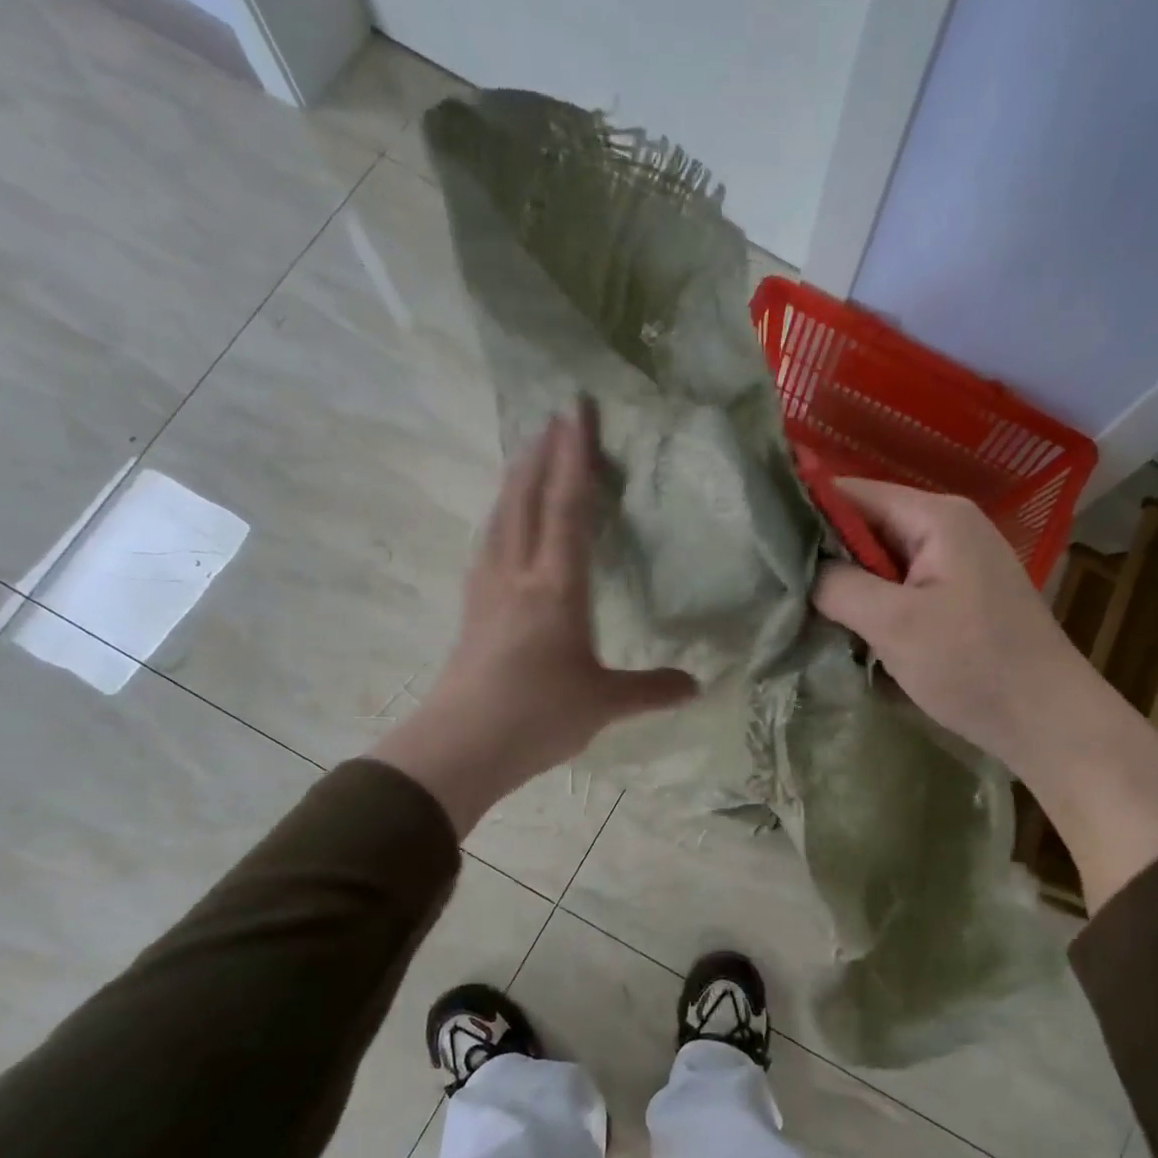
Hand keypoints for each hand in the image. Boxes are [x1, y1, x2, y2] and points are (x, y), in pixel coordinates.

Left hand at [369, 401, 696, 836]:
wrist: (460, 745)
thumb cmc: (537, 716)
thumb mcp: (604, 703)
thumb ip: (652, 690)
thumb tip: (697, 686)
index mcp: (556, 587)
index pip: (567, 508)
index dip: (575, 458)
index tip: (577, 412)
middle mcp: (518, 574)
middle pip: (526, 498)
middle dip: (542, 453)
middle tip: (555, 416)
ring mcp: (488, 588)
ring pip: (501, 516)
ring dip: (516, 479)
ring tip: (527, 454)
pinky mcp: (472, 607)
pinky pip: (489, 542)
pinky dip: (502, 515)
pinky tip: (503, 522)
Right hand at [815, 477, 1157, 908]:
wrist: (1047, 721)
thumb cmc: (972, 665)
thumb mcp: (895, 623)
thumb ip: (839, 586)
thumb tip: (801, 570)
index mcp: (936, 516)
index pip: (853, 493)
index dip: (806, 512)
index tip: (761, 541)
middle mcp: (947, 527)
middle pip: (866, 526)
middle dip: (824, 555)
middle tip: (774, 582)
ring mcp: (955, 563)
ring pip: (880, 561)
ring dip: (847, 584)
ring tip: (799, 605)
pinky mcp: (957, 597)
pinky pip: (900, 587)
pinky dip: (872, 603)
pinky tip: (845, 626)